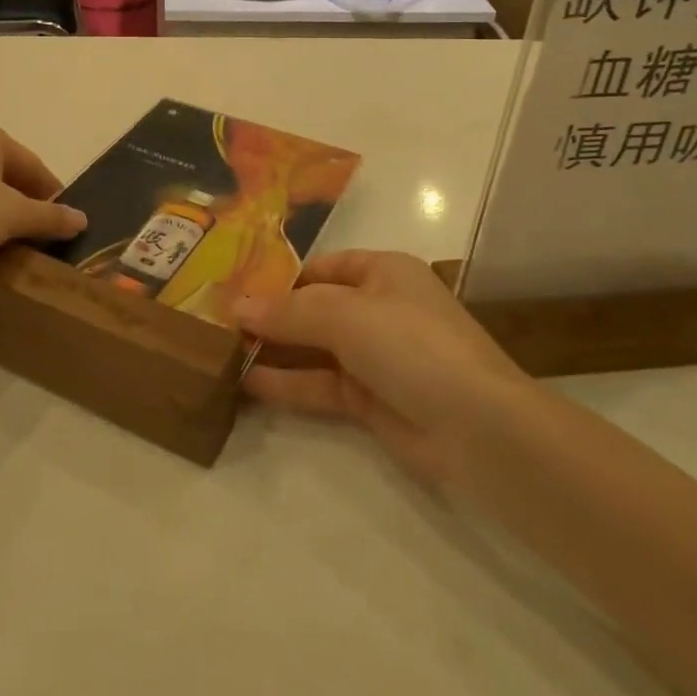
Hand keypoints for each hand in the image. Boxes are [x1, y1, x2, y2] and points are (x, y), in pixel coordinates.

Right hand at [234, 251, 526, 496]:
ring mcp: (375, 357)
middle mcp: (378, 308)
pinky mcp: (371, 401)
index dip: (279, 276)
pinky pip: (320, 385)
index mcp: (383, 272)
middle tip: (217, 322)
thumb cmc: (412, 345)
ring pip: (314, 348)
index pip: (321, 267)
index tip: (234, 288)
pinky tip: (246, 383)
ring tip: (222, 352)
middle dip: (271, 315)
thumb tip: (237, 306)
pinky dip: (287, 383)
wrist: (479, 428)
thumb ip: (289, 312)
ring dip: (274, 350)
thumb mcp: (346, 315)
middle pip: (314, 307)